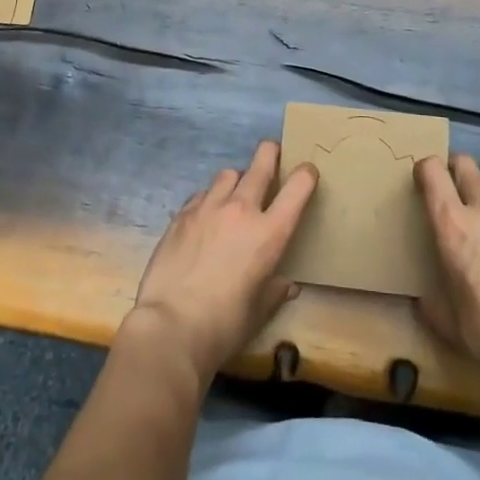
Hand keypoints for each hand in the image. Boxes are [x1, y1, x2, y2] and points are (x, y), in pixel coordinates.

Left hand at [128, 140, 317, 386]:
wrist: (171, 326)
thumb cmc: (225, 325)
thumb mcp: (259, 312)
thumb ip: (275, 291)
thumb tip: (286, 284)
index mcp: (269, 233)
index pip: (297, 187)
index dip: (306, 174)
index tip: (307, 172)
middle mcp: (241, 210)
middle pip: (261, 162)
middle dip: (270, 153)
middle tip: (272, 154)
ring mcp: (209, 207)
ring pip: (228, 174)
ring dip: (237, 180)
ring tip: (234, 194)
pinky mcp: (182, 214)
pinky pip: (202, 194)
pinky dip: (209, 199)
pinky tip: (205, 217)